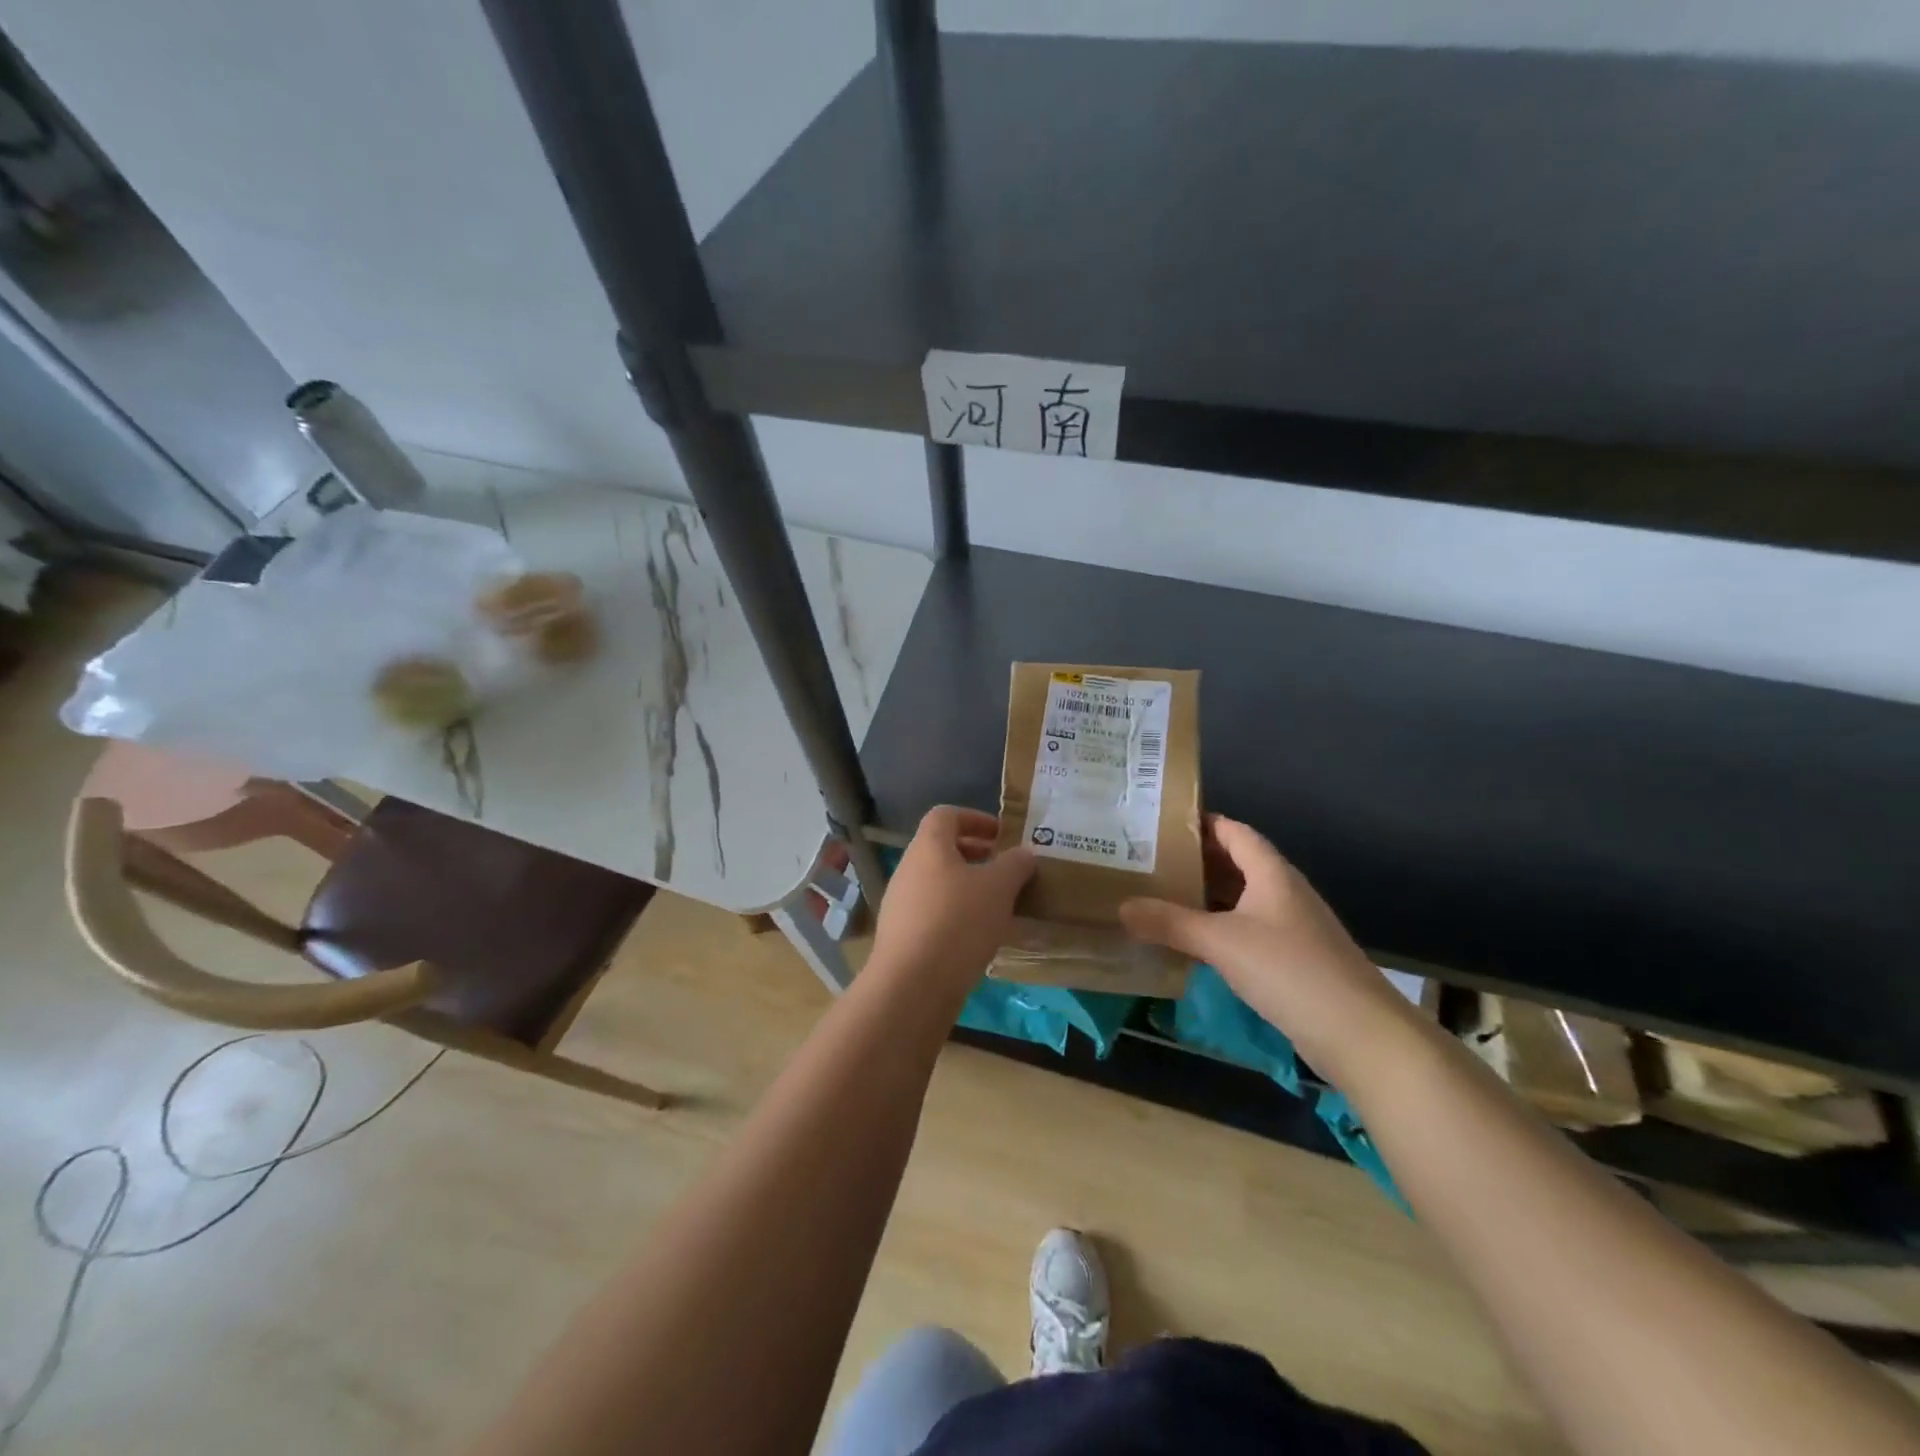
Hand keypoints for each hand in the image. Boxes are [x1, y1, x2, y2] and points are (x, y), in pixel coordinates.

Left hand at [869, 807, 1035, 991]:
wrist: (912, 985)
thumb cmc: (958, 922)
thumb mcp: (998, 888)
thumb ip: (1015, 865)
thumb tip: (1024, 854)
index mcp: (928, 847)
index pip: (946, 815)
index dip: (976, 818)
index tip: (1003, 835)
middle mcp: (908, 869)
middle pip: (942, 850)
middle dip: (977, 856)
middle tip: (1007, 871)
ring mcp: (901, 904)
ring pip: (939, 884)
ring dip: (969, 889)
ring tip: (1000, 907)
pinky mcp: (902, 937)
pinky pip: (934, 914)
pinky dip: (958, 916)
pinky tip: (981, 938)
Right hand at [1119, 816, 1413, 1081]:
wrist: (1360, 1035)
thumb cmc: (1290, 971)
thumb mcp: (1221, 942)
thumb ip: (1170, 923)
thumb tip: (1121, 906)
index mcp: (1272, 873)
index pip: (1235, 832)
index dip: (1202, 823)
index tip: (1161, 823)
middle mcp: (1284, 893)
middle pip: (1236, 864)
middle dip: (1195, 862)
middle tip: (1149, 862)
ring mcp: (1292, 928)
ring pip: (1241, 900)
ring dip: (1205, 898)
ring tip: (1160, 897)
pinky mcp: (1294, 961)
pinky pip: (1247, 931)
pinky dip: (1219, 929)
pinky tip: (1192, 943)